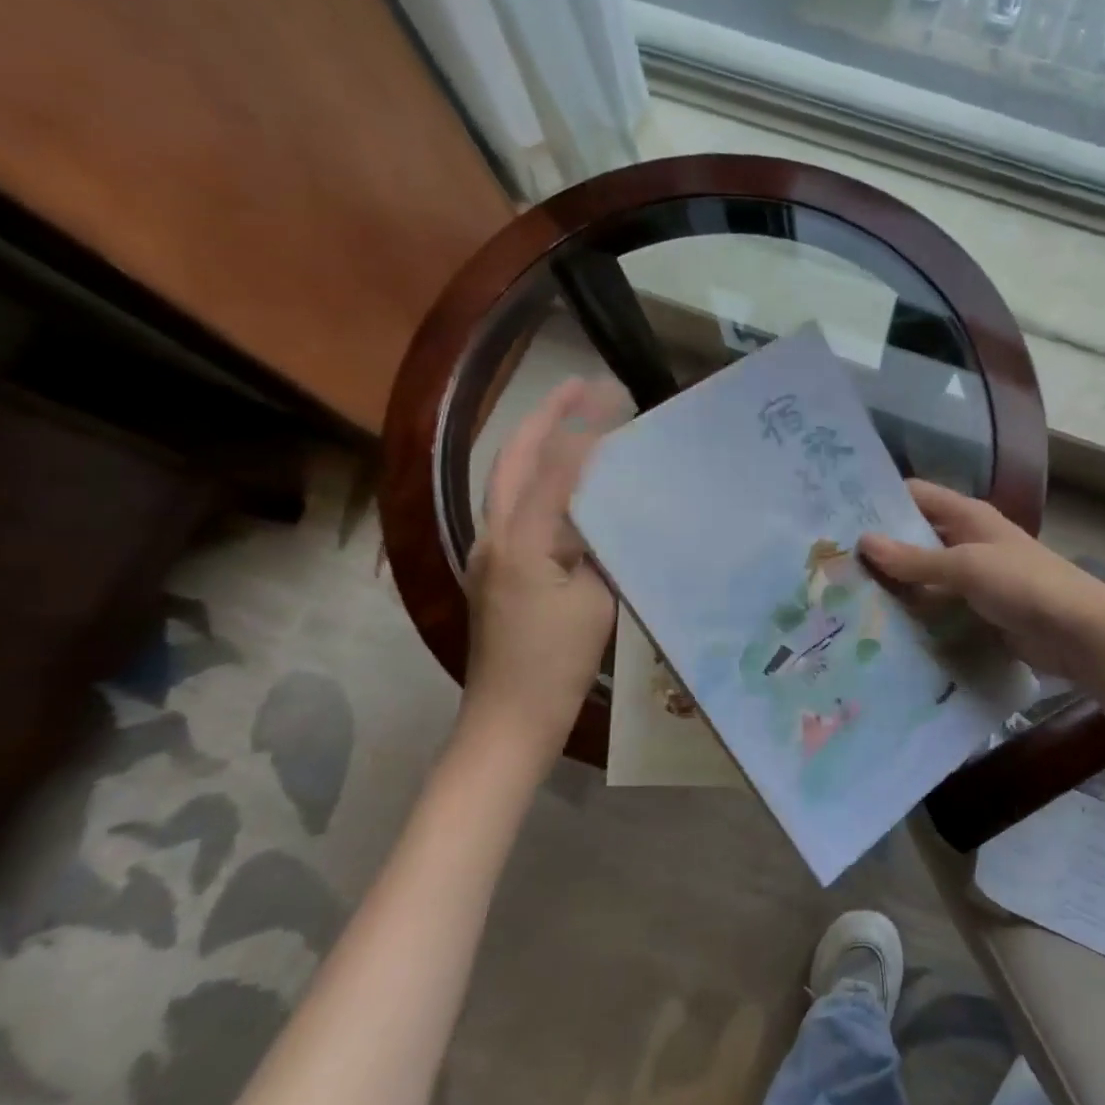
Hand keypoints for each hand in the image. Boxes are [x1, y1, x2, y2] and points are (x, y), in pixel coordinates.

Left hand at [461, 377, 628, 744]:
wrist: (509, 718)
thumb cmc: (557, 663)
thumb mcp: (597, 600)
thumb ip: (601, 548)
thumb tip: (610, 515)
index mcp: (521, 540)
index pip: (555, 467)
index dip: (586, 428)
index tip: (616, 397)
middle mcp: (493, 535)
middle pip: (513, 458)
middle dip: (544, 415)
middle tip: (581, 386)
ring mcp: (488, 552)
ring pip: (509, 481)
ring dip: (539, 444)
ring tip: (576, 420)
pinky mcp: (495, 570)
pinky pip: (517, 510)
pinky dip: (542, 483)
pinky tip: (571, 485)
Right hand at [858, 480, 1104, 688]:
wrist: (1078, 633)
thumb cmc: (1024, 584)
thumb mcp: (967, 566)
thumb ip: (915, 558)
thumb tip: (863, 541)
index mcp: (967, 516)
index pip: (914, 496)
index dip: (879, 501)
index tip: (837, 515)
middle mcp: (966, 540)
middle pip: (914, 536)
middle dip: (880, 548)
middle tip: (831, 562)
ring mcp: (971, 577)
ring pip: (923, 574)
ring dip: (894, 584)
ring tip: (843, 595)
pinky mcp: (975, 609)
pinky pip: (936, 605)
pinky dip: (914, 611)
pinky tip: (880, 624)